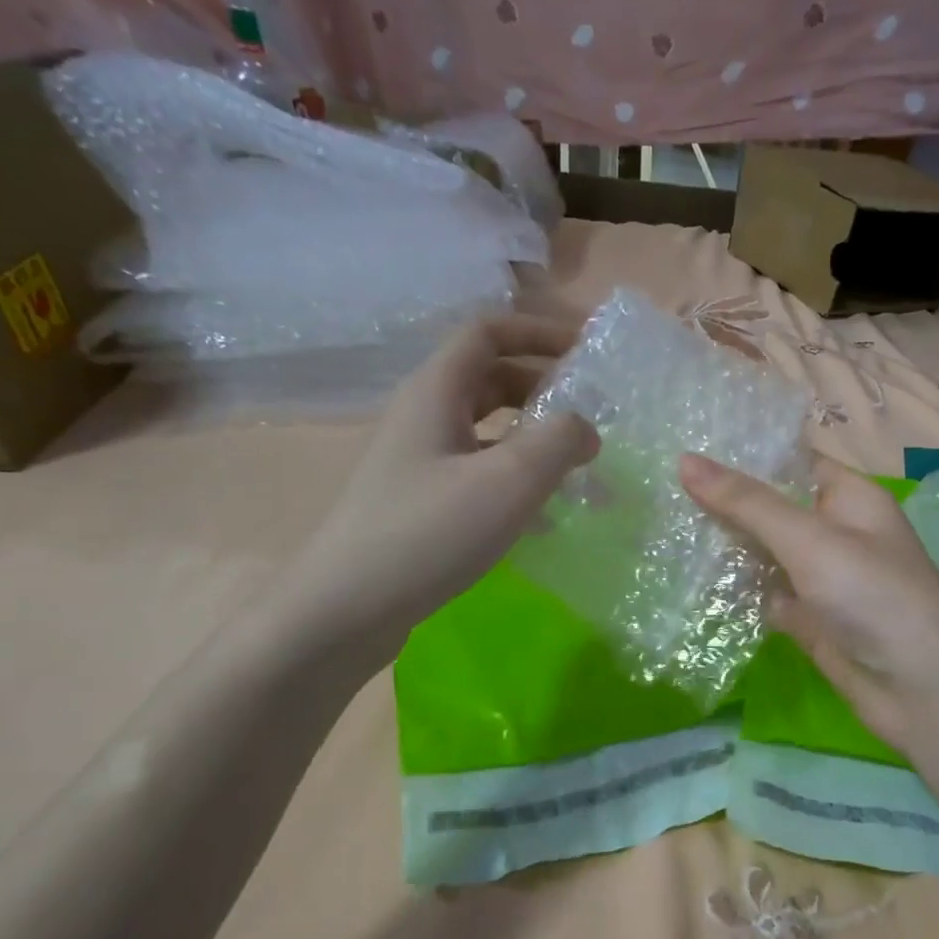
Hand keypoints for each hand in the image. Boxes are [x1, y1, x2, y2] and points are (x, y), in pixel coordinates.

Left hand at [278, 316, 597, 671]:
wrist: (347, 607)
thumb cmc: (429, 533)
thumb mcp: (508, 481)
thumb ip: (559, 442)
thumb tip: (586, 428)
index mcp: (436, 391)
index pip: (488, 332)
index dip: (539, 331)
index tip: (587, 348)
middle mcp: (423, 415)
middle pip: (489, 377)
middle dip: (543, 384)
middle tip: (591, 408)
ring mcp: (419, 460)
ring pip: (486, 427)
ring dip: (532, 433)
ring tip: (577, 460)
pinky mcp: (421, 500)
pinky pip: (478, 468)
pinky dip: (515, 474)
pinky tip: (544, 510)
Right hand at [679, 453, 938, 752]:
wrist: (921, 690)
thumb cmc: (873, 597)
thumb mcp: (810, 540)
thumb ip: (748, 503)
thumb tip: (685, 460)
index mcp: (849, 498)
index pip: (790, 462)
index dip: (742, 454)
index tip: (683, 446)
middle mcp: (836, 533)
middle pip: (773, 508)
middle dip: (724, 502)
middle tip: (658, 488)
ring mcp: (822, 579)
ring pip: (765, 553)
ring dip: (725, 547)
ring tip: (662, 528)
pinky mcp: (811, 619)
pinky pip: (766, 594)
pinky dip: (736, 590)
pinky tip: (690, 581)